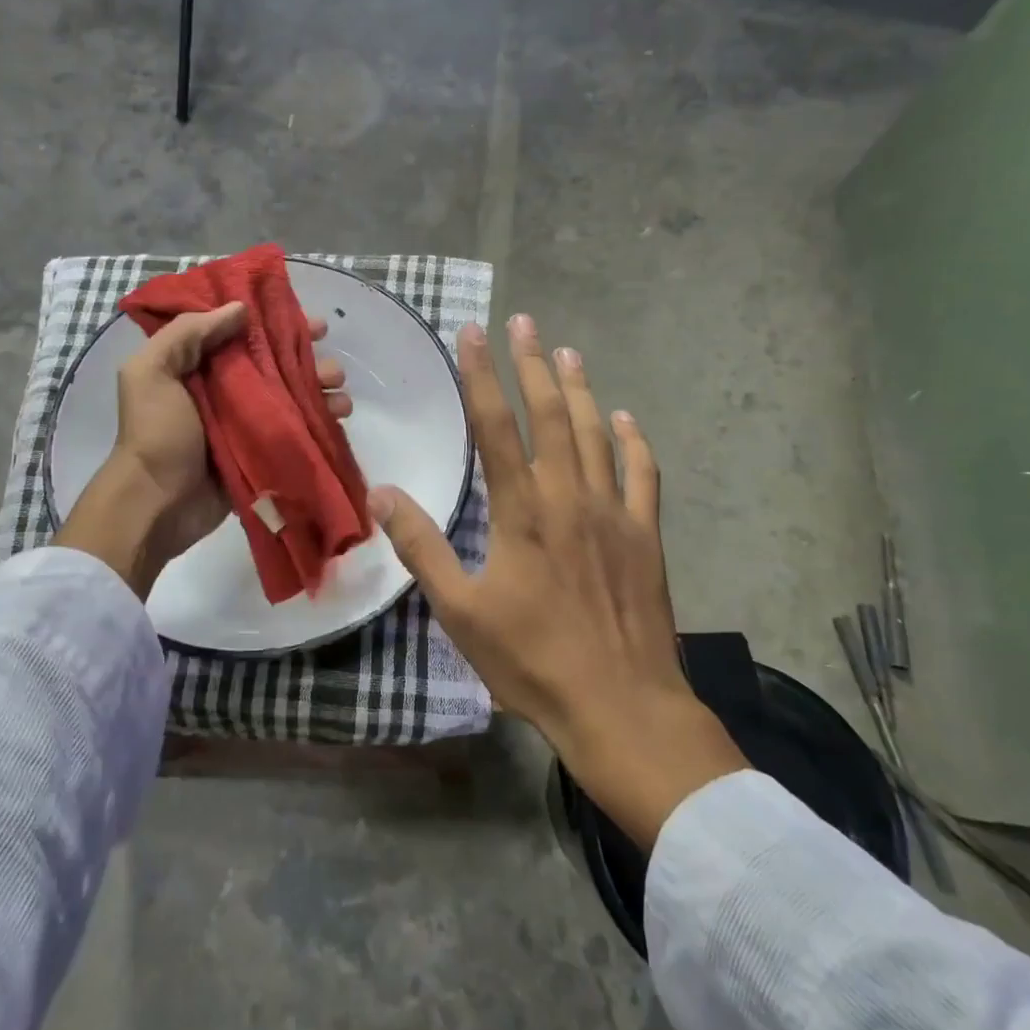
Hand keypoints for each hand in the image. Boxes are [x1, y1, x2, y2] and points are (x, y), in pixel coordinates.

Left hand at [57, 302, 350, 598]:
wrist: (156, 505)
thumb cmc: (155, 434)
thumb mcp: (152, 372)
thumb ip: (188, 333)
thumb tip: (240, 309)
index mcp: (197, 364)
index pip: (243, 332)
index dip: (278, 322)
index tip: (311, 323)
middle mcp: (225, 388)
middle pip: (276, 363)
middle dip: (309, 359)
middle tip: (332, 366)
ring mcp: (246, 422)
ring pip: (292, 395)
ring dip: (321, 389)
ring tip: (340, 394)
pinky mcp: (262, 451)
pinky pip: (296, 429)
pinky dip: (320, 421)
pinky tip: (338, 417)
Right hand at [367, 314, 746, 847]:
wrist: (621, 706)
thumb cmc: (533, 661)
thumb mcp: (461, 611)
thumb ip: (423, 548)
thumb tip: (383, 495)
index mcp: (522, 511)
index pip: (496, 426)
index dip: (482, 375)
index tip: (473, 333)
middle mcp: (569, 497)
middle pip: (551, 414)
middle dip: (533, 364)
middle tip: (524, 322)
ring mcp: (614, 513)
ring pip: (597, 433)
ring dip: (581, 389)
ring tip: (568, 352)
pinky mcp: (646, 536)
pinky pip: (643, 474)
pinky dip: (634, 441)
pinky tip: (627, 418)